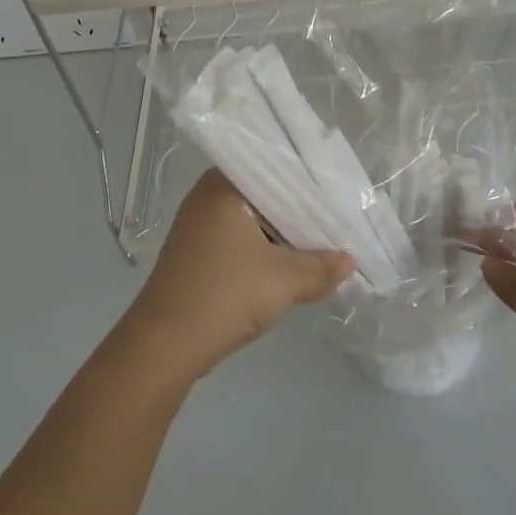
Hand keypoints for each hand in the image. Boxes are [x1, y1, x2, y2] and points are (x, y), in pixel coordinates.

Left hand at [117, 170, 355, 380]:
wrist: (165, 345)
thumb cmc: (225, 295)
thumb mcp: (284, 281)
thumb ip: (322, 268)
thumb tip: (350, 262)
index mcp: (224, 185)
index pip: (276, 169)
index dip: (311, 182)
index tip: (341, 191)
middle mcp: (208, 196)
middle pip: (266, 195)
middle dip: (300, 211)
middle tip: (339, 215)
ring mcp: (199, 225)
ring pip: (254, 220)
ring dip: (283, 234)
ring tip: (324, 239)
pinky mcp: (197, 252)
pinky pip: (241, 239)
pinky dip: (265, 249)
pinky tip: (291, 262)